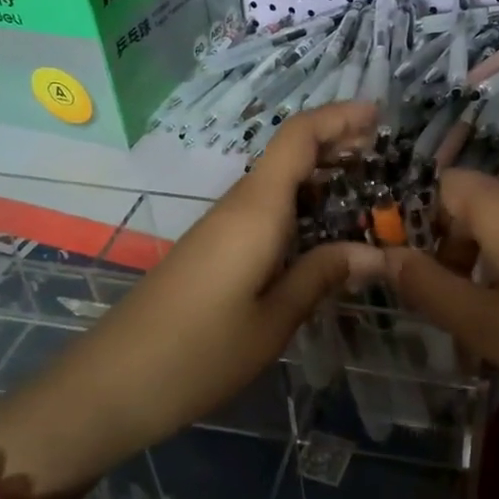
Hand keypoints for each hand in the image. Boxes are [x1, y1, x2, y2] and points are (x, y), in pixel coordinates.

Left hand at [0, 104, 387, 496]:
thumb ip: (322, 276)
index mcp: (256, 210)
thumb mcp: (274, 320)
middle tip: (386, 158)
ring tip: (369, 196)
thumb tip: (378, 254)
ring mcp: (221, 228)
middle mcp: (238, 206)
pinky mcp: (213, 250)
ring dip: (321, 181)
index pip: (298, 138)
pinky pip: (264, 213)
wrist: (112, 384)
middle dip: (337, 145)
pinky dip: (301, 210)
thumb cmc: (199, 353)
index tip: (379, 114)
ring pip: (278, 186)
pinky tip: (324, 237)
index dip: (338, 117)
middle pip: (289, 154)